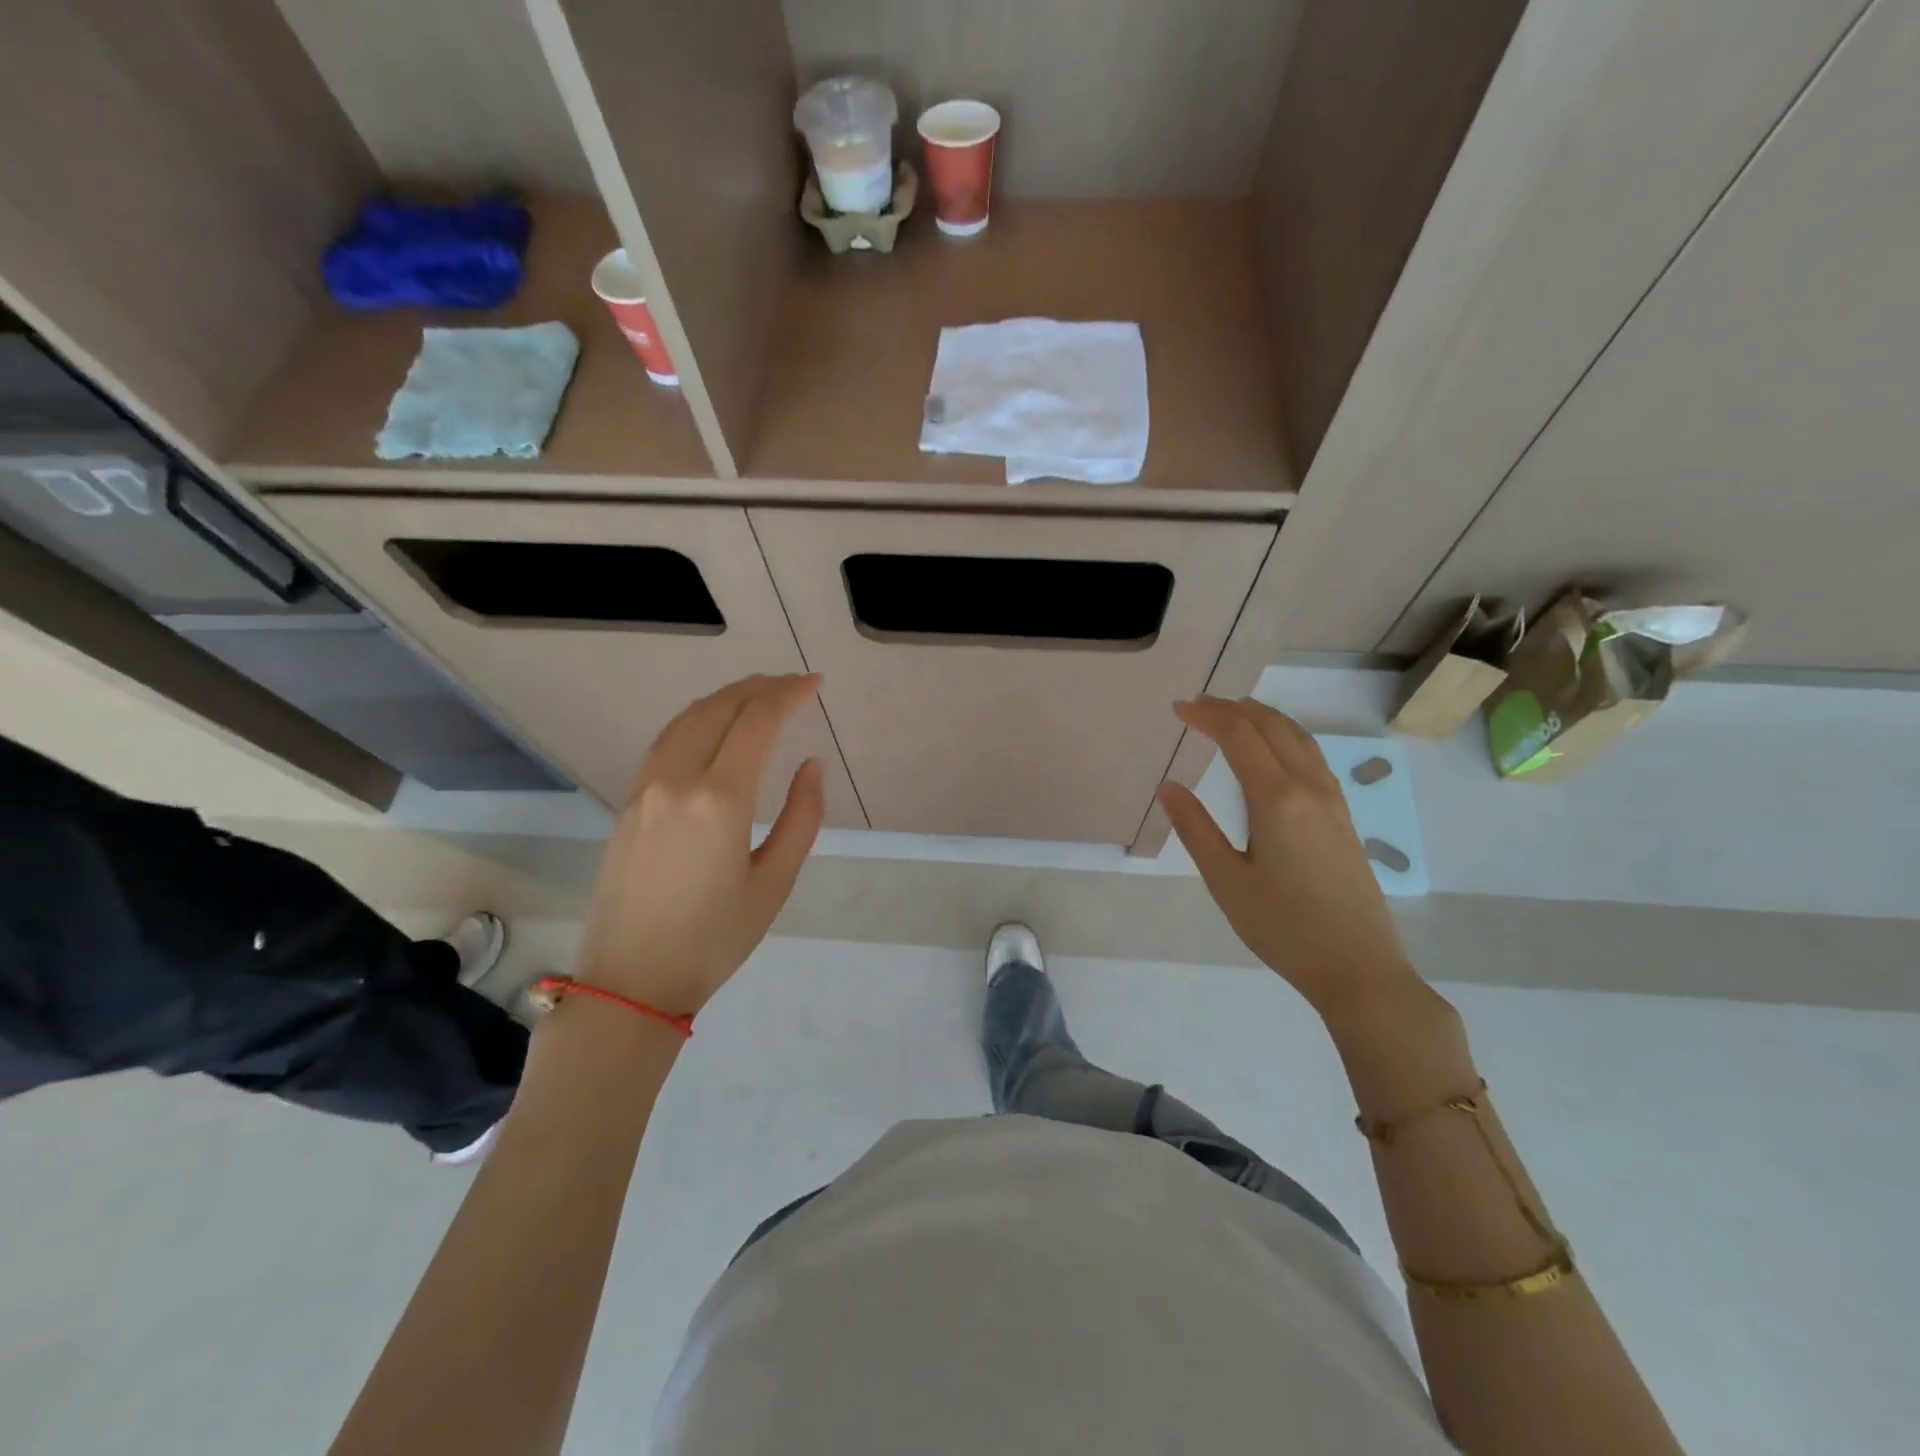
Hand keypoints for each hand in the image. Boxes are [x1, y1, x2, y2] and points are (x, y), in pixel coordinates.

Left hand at [572, 674, 824, 1015]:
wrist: (631, 981)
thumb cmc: (715, 939)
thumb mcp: (775, 883)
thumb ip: (802, 818)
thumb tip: (810, 767)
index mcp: (720, 798)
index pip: (757, 721)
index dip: (789, 694)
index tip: (815, 683)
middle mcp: (677, 779)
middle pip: (719, 708)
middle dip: (760, 687)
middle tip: (793, 684)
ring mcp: (645, 788)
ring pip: (687, 718)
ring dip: (726, 697)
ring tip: (758, 694)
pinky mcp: (628, 802)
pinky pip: (666, 741)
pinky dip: (697, 719)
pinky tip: (712, 726)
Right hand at [1157, 697, 1422, 1016]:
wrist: (1359, 968)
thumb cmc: (1283, 927)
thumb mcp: (1227, 881)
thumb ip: (1196, 829)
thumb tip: (1169, 787)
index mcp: (1276, 799)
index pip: (1239, 736)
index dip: (1207, 716)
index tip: (1178, 709)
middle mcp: (1309, 788)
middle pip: (1272, 727)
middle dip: (1233, 708)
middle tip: (1198, 706)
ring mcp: (1333, 801)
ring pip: (1299, 738)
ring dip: (1264, 718)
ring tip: (1234, 714)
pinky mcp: (1343, 818)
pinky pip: (1312, 757)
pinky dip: (1285, 737)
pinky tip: (1274, 752)